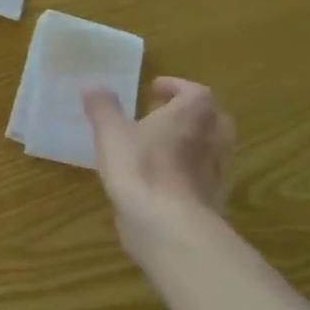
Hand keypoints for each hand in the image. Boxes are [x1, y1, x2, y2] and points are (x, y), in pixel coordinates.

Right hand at [84, 78, 234, 262]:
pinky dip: (187, 170)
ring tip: (160, 146)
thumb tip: (92, 85)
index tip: (153, 88)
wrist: (168, 224)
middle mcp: (213, 138)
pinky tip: (162, 178)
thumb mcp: (110, 132)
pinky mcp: (212, 199)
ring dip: (190, 141)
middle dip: (189, 113)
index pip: (195, 91)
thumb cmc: (140, 167)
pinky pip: (203, 175)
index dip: (175, 86)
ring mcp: (217, 171)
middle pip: (212, 118)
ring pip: (210, 147)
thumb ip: (102, 107)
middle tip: (163, 114)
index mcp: (192, 115)